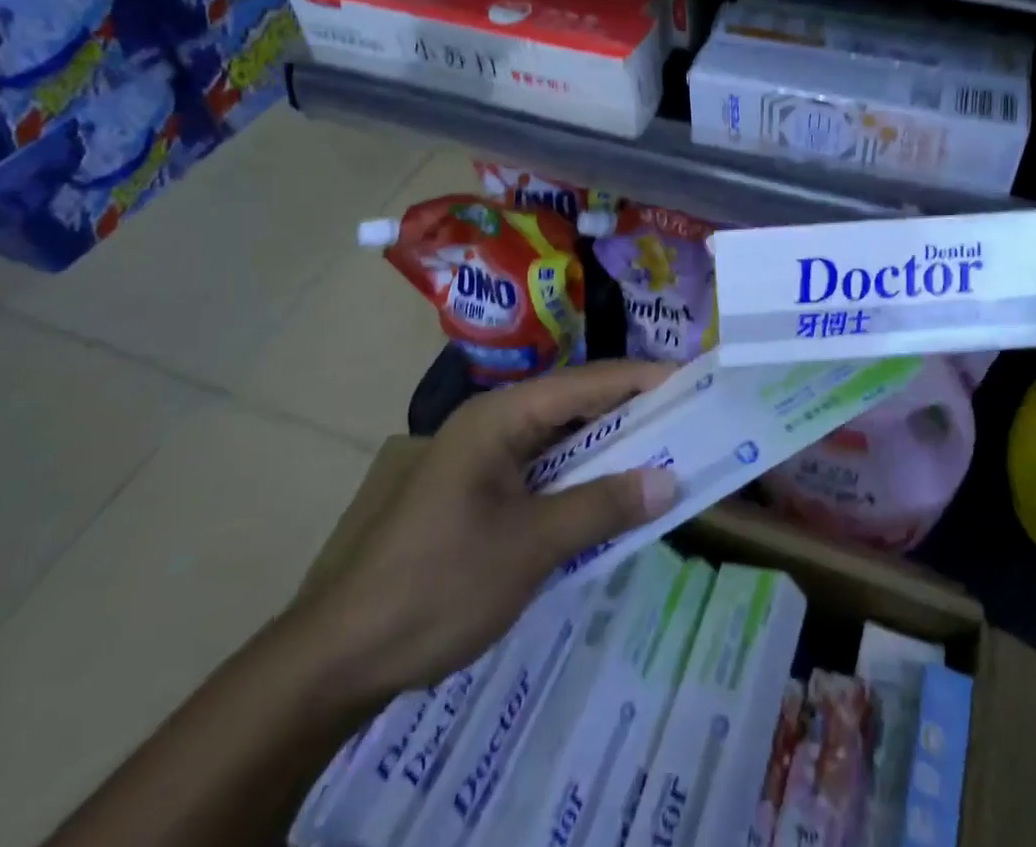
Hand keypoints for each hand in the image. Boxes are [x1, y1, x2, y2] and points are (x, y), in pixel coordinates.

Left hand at [292, 362, 677, 706]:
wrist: (342, 656)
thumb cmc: (440, 583)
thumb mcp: (531, 546)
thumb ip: (603, 506)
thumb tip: (669, 481)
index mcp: (501, 417)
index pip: (587, 383)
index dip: (642, 379)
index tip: (692, 379)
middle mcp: (494, 425)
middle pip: (576, 407)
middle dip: (632, 415)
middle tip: (688, 420)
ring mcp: (484, 460)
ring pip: (561, 442)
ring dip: (608, 452)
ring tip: (662, 455)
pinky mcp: (480, 494)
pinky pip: (544, 474)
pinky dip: (580, 483)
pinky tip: (610, 500)